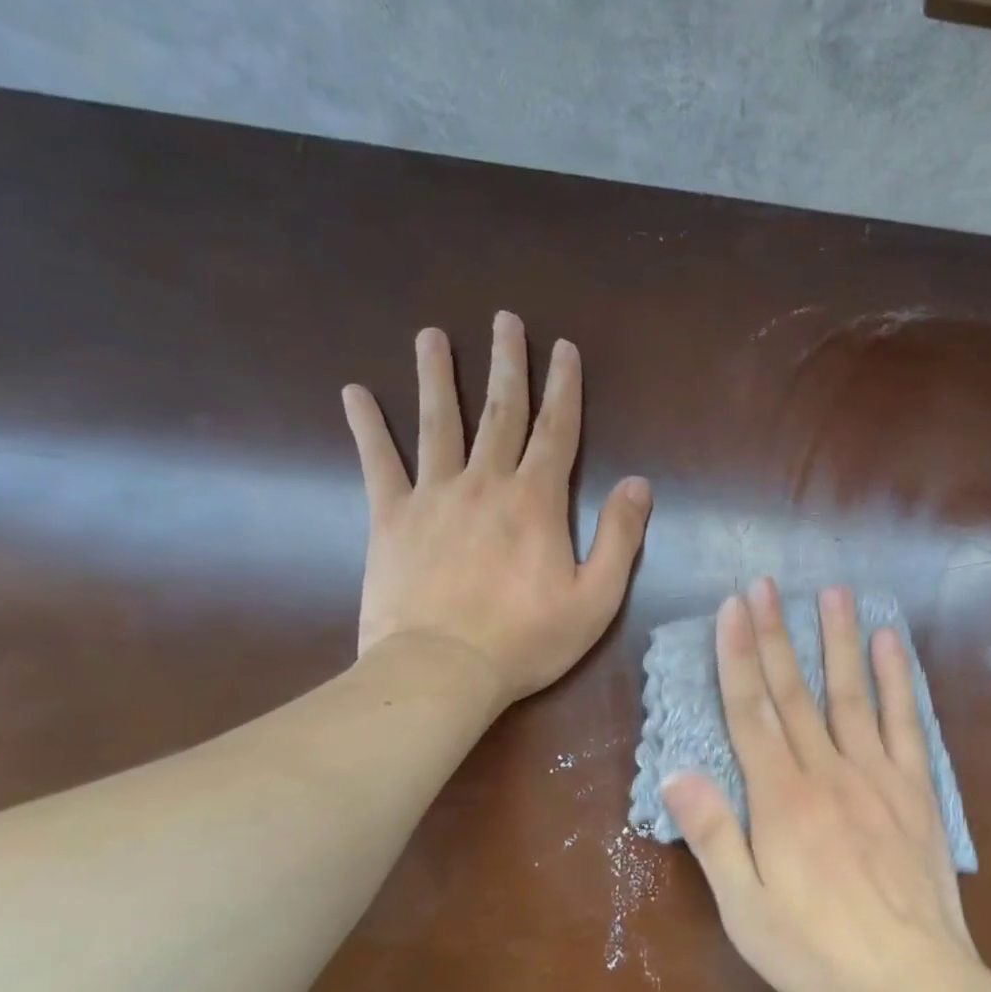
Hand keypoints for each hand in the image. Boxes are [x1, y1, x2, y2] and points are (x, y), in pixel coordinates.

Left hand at [342, 310, 651, 701]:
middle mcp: (485, 483)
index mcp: (536, 501)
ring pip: (437, 423)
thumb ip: (620, 537)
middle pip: (499, 413)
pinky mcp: (390, 518)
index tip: (564, 348)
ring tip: (431, 336)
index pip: (557, 431)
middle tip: (505, 320)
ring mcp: (433, 496)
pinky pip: (378, 463)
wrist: (441, 671)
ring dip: (436, 377)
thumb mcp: (597, 597)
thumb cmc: (527, 639)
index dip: (564, 387)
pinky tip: (353, 392)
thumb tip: (637, 483)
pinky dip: (366, 427)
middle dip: (506, 364)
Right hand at [663, 577, 988, 991]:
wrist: (914, 982)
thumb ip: (713, 837)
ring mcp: (876, 774)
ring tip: (832, 592)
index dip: (738, 656)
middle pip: (793, 691)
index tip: (732, 609)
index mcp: (781, 799)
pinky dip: (897, 679)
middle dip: (776, 634)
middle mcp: (826, 771)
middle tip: (765, 585)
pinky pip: (904, 722)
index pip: (750, 711)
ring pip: (849, 693)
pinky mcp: (916, 787)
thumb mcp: (747, 912)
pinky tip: (889, 642)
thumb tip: (676, 772)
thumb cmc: (819, 954)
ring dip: (837, 639)